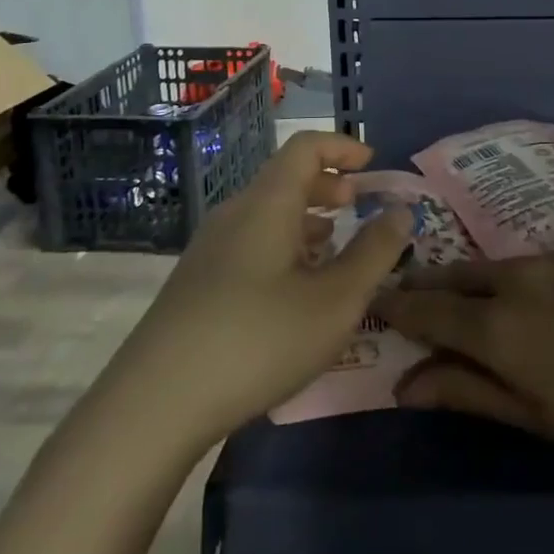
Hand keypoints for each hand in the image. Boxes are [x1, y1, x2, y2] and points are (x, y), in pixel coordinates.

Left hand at [114, 132, 411, 449]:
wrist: (153, 406)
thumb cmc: (257, 341)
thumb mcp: (334, 301)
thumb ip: (374, 253)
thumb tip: (401, 211)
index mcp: (267, 204)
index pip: (305, 147)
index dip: (342, 147)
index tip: (372, 164)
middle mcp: (234, 214)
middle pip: (284, 178)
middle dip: (327, 185)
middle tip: (357, 206)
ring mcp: (208, 250)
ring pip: (266, 214)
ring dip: (305, 219)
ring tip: (333, 249)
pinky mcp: (195, 284)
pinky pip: (249, 242)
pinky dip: (282, 246)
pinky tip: (294, 290)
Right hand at [375, 251, 553, 470]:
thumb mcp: (536, 416)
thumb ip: (468, 392)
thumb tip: (405, 386)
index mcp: (498, 325)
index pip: (427, 309)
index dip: (396, 307)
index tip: (372, 305)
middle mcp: (513, 279)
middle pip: (452, 277)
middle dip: (424, 288)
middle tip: (405, 304)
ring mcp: (545, 261)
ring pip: (484, 266)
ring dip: (460, 281)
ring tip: (449, 303)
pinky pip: (515, 262)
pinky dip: (494, 278)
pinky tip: (502, 296)